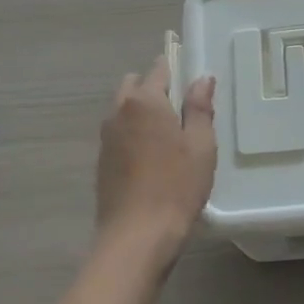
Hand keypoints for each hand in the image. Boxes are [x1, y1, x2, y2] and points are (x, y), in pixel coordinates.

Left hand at [96, 55, 217, 257]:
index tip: (191, 79)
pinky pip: (118, 132)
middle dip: (155, 88)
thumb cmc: (177, 186)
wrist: (136, 235)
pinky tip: (151, 157)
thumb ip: (199, 107)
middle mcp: (119, 111)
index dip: (175, 68)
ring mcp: (106, 136)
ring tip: (168, 135)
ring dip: (142, 111)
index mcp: (144, 101)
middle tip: (182, 110)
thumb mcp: (200, 145)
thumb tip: (202, 78)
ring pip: (123, 109)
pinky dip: (133, 133)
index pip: (159, 69)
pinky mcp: (101, 160)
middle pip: (135, 85)